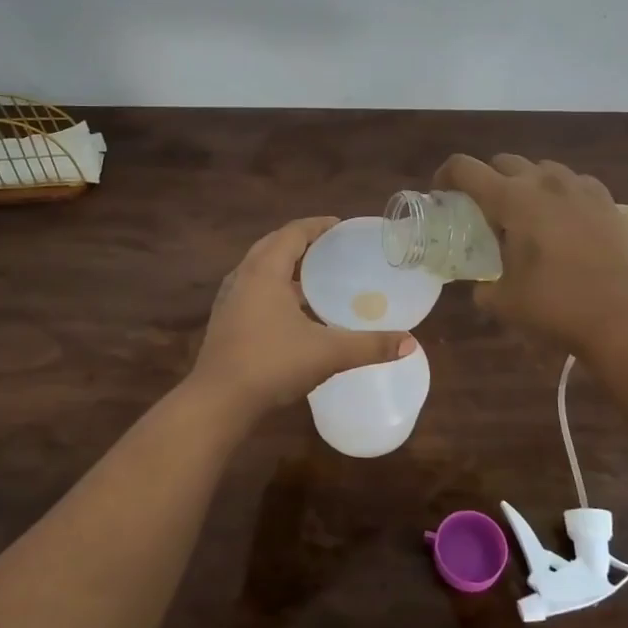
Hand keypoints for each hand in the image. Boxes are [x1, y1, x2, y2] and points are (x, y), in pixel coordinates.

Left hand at [189, 217, 415, 417]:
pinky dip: (273, 289)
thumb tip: (410, 342)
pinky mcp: (224, 321)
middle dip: (301, 242)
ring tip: (314, 278)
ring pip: (259, 269)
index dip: (318, 225)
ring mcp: (229, 300)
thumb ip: (370, 346)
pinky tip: (291, 313)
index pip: (293, 233)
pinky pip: (252, 290)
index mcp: (265, 271)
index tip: (341, 226)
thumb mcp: (327, 353)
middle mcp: (243, 277)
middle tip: (330, 248)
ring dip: (285, 266)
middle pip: (273, 245)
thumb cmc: (271, 364)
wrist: (217, 402)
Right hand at [435, 154, 627, 356]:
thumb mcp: (504, 303)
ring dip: (524, 183)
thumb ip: (483, 288)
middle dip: (486, 179)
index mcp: (511, 200)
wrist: (625, 317)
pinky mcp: (607, 201)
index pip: (464, 169)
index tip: (441, 195)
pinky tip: (562, 220)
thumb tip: (481, 287)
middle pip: (503, 161)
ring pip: (541, 168)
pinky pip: (574, 183)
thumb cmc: (557, 306)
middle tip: (483, 210)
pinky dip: (559, 193)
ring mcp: (580, 188)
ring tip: (525, 214)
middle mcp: (544, 183)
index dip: (445, 176)